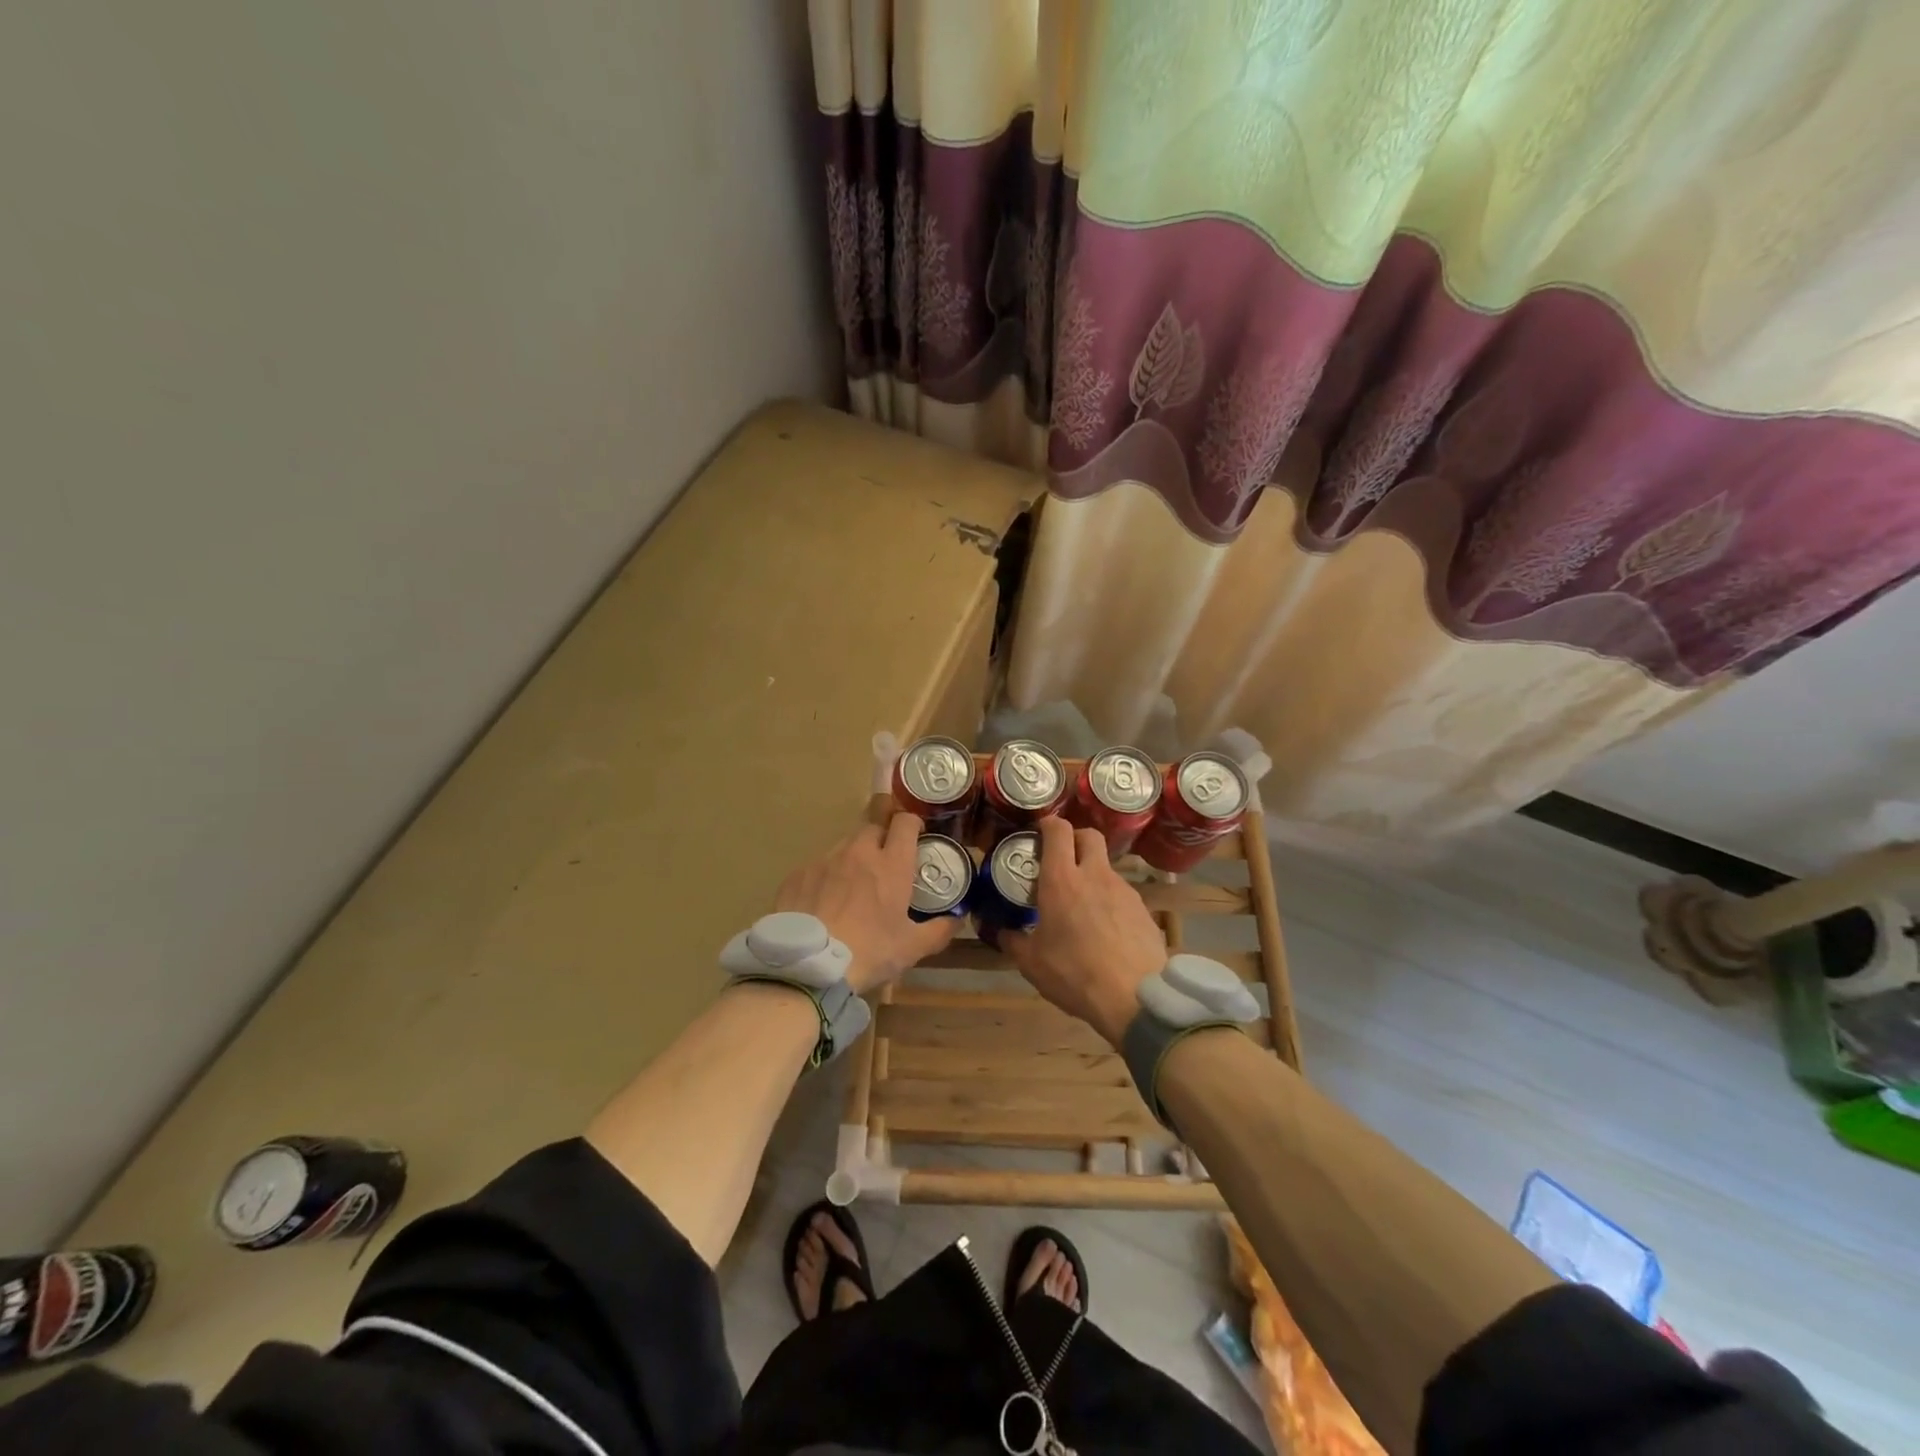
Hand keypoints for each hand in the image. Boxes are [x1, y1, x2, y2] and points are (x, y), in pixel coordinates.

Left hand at [772, 811, 956, 994]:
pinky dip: (826, 876)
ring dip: (854, 857)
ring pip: (845, 845)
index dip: (912, 823)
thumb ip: (939, 930)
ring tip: (853, 886)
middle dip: (882, 839)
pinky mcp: (799, 873)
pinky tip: (824, 901)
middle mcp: (859, 852)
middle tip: (885, 864)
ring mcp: (825, 860)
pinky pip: (818, 865)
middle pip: (874, 827)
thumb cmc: (868, 952)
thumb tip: (957, 919)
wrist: (807, 965)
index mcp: (891, 864)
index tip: (916, 835)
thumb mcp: (911, 948)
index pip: (905, 822)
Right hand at [1001, 815, 1165, 1047]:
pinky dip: (1109, 900)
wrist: (1135, 997)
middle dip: (1075, 838)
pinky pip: (1122, 893)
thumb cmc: (1075, 974)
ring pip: (1106, 866)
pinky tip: (1104, 929)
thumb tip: (998, 929)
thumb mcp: (1032, 963)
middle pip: (1089, 835)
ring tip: (1081, 905)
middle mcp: (1095, 875)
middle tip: (1061, 859)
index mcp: (1062, 880)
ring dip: (1092, 874)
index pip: (1058, 831)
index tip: (1038, 833)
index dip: (1048, 824)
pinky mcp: (1143, 909)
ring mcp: (1124, 890)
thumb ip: (1012, 940)